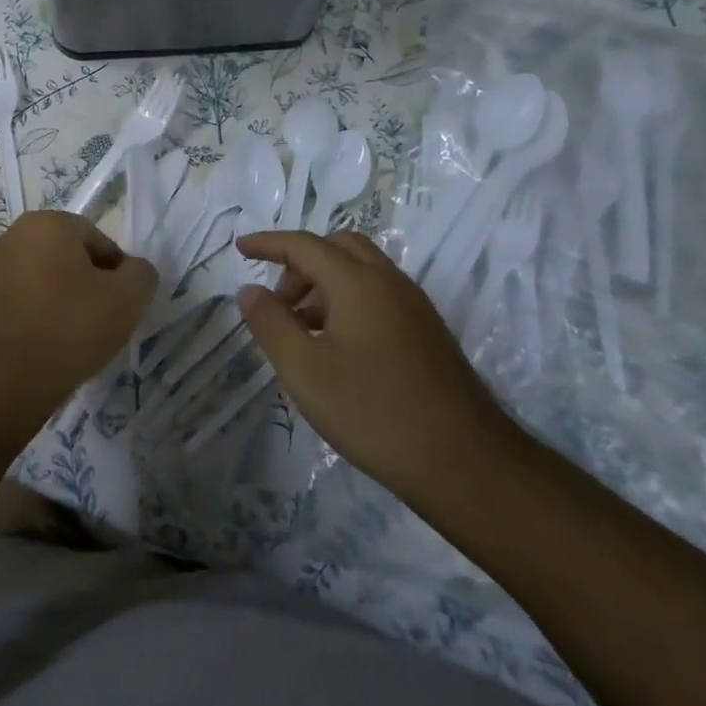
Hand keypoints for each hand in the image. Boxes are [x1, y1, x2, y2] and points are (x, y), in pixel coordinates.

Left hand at [0, 211, 157, 418]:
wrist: (4, 379)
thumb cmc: (69, 326)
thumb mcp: (128, 298)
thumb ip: (141, 274)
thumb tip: (133, 271)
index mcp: (48, 222)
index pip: (100, 241)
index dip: (118, 274)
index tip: (122, 307)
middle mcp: (15, 234)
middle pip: (71, 257)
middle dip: (90, 285)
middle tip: (103, 322)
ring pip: (48, 279)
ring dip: (65, 301)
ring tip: (76, 338)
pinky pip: (26, 299)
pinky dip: (41, 315)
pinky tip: (50, 344)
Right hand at [235, 230, 513, 502]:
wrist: (466, 463)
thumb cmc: (373, 412)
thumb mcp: (304, 370)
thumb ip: (270, 323)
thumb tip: (250, 289)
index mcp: (358, 282)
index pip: (304, 245)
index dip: (268, 242)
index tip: (239, 248)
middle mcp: (389, 282)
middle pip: (338, 247)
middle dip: (300, 262)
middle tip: (278, 300)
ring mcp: (414, 307)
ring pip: (361, 271)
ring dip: (324, 284)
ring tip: (302, 331)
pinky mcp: (428, 333)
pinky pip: (378, 294)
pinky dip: (348, 300)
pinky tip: (337, 348)